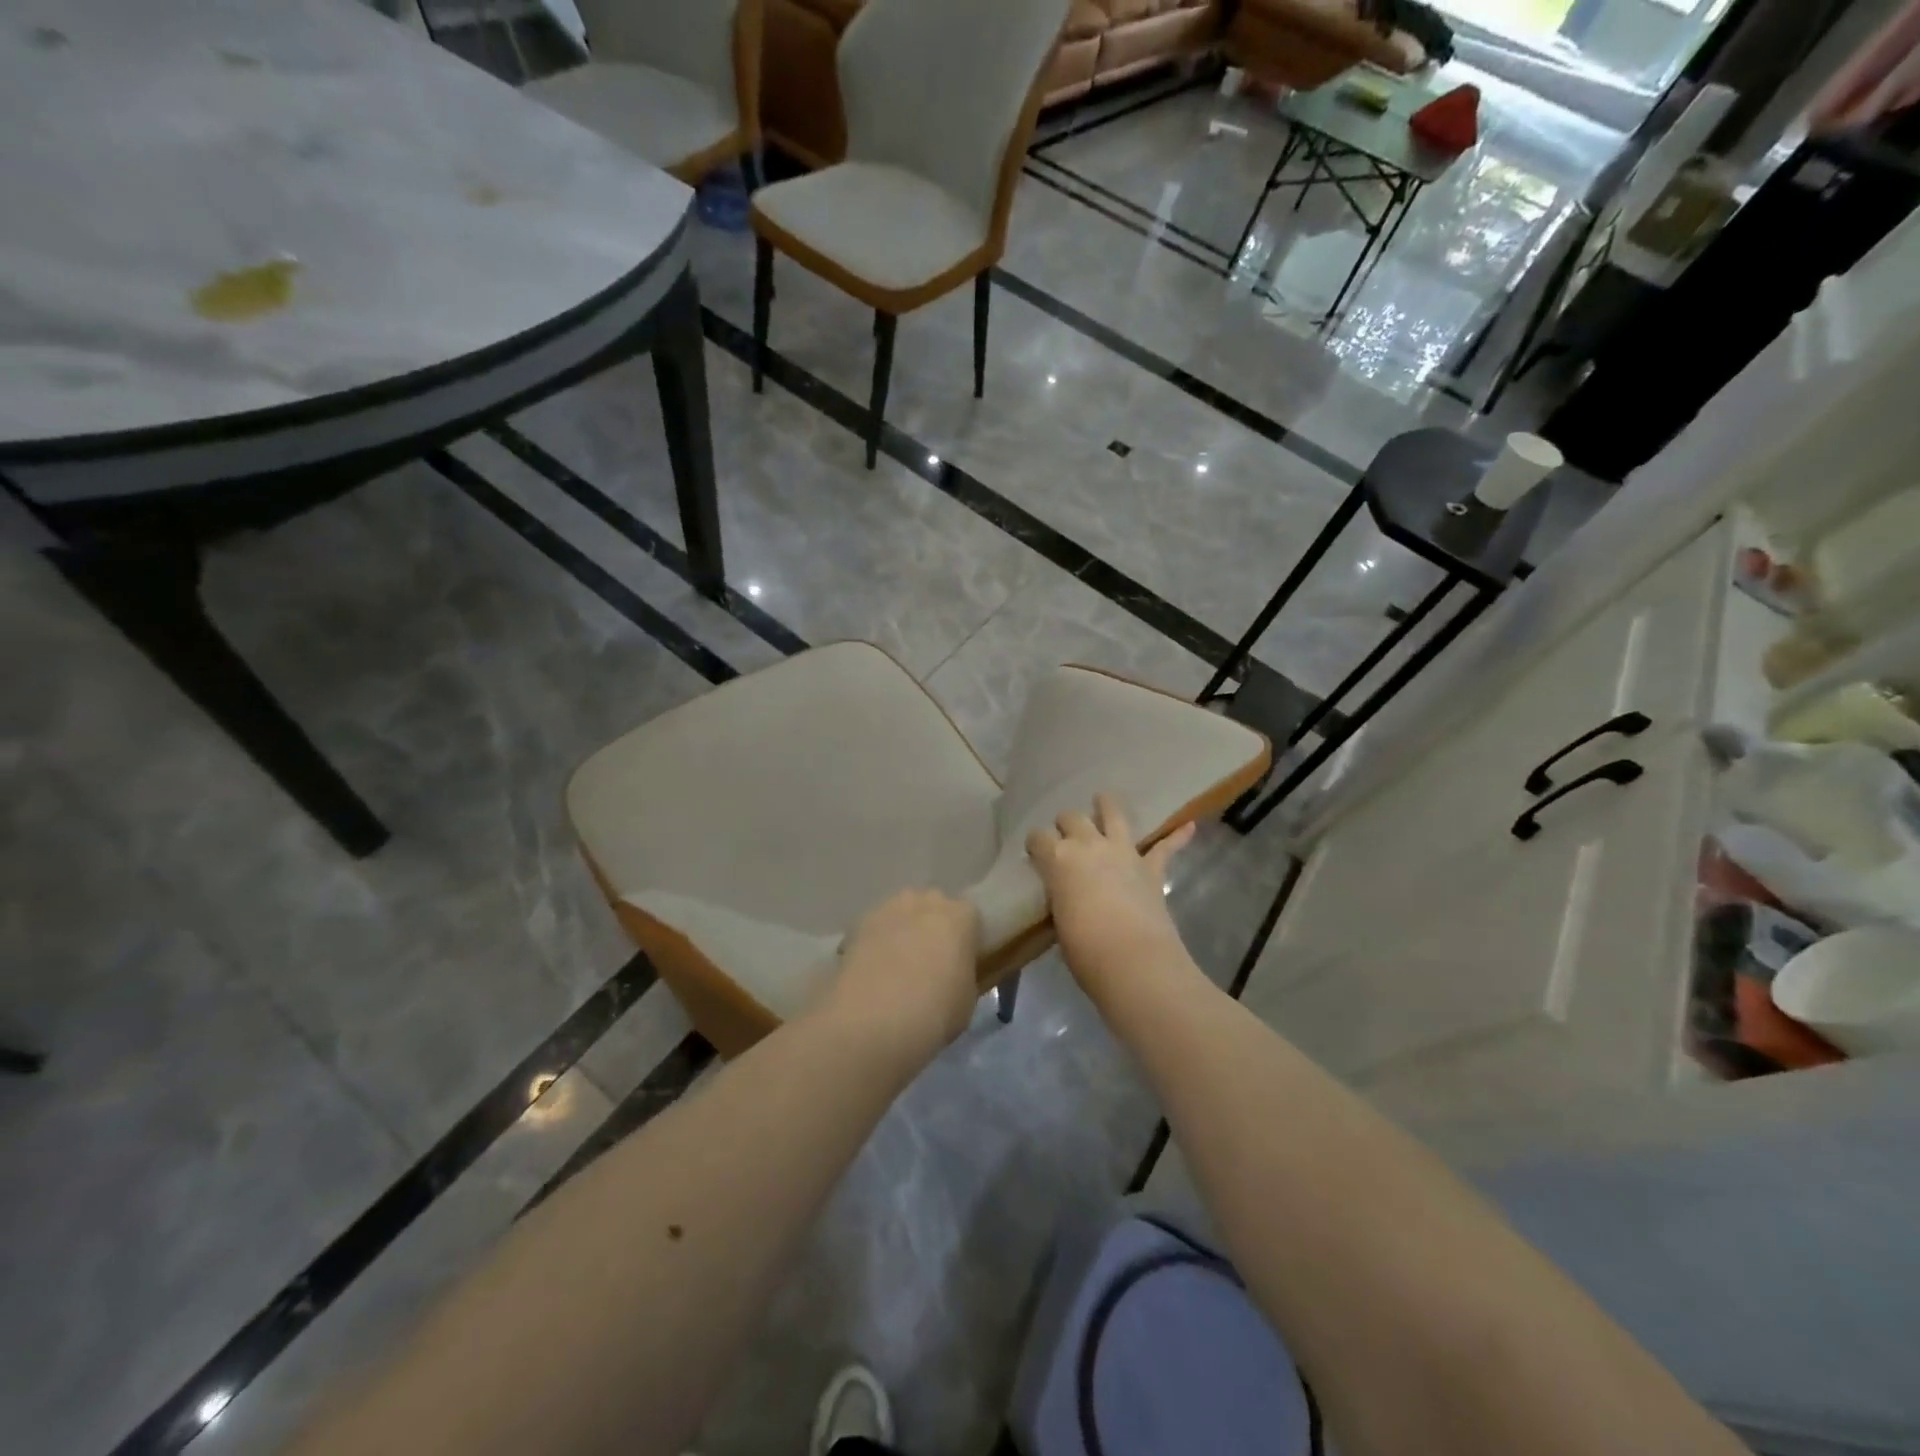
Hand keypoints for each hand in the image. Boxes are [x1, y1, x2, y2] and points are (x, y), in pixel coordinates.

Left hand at [819, 889, 981, 1071]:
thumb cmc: (934, 1012)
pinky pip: (876, 929)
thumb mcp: (967, 1000)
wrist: (872, 1019)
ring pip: (902, 914)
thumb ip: (964, 974)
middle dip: (933, 929)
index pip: (971, 919)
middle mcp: (927, 901)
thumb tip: (955, 973)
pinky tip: (872, 973)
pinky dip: (876, 943)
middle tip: (929, 964)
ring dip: (903, 932)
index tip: (961, 964)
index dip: (966, 941)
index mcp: (961, 916)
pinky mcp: (858, 922)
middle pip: (934, 908)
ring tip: (896, 968)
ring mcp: (889, 907)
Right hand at [1026, 794, 1195, 994]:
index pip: (1038, 839)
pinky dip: (1178, 836)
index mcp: (1057, 860)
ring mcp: (1123, 853)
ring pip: (1114, 814)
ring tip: (1103, 800)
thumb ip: (1062, 898)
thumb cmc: (1085, 951)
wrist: (1134, 962)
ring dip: (1107, 805)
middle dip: (1065, 824)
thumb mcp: (1059, 921)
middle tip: (1065, 836)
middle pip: (1071, 818)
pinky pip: (1166, 847)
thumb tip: (1066, 895)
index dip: (1035, 844)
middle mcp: (1088, 846)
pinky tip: (1190, 825)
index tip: (1035, 852)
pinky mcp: (1151, 868)